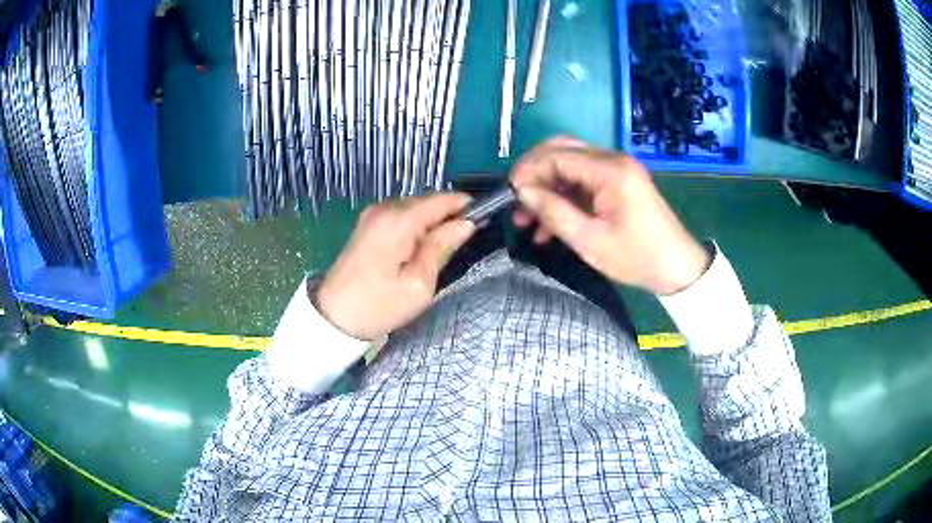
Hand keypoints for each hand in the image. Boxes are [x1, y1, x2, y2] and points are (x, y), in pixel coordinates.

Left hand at [317, 194, 474, 339]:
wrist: (334, 318)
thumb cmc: (379, 306)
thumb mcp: (419, 283)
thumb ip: (442, 247)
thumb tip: (465, 223)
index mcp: (399, 220)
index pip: (441, 199)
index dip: (465, 206)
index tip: (483, 220)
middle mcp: (385, 208)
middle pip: (427, 202)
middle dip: (447, 217)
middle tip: (460, 245)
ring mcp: (372, 215)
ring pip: (414, 209)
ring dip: (430, 223)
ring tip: (439, 252)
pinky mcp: (367, 225)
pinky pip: (400, 217)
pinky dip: (414, 227)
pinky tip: (417, 250)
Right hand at [510, 137, 709, 294]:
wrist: (677, 268)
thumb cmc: (636, 257)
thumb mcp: (590, 240)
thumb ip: (553, 212)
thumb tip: (521, 191)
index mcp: (609, 170)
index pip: (556, 155)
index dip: (528, 171)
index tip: (508, 195)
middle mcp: (613, 160)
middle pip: (562, 151)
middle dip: (535, 174)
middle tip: (516, 201)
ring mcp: (617, 170)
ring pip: (570, 166)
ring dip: (547, 188)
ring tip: (527, 220)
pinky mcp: (618, 183)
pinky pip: (583, 181)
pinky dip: (564, 197)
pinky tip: (549, 225)